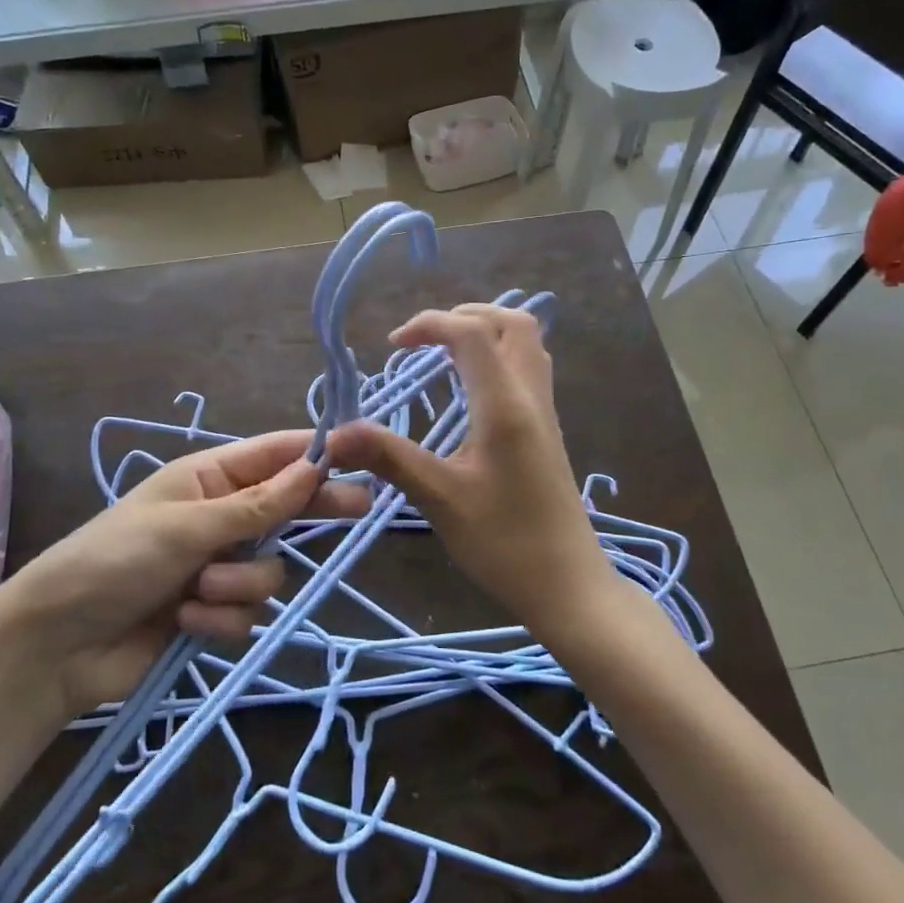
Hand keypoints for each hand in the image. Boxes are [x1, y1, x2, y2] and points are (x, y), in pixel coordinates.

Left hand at [0, 431, 366, 714]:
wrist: (57, 647)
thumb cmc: (115, 561)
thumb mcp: (188, 526)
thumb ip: (257, 505)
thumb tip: (315, 468)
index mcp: (208, 478)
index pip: (274, 456)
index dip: (316, 454)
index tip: (362, 455)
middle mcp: (219, 516)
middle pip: (285, 508)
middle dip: (311, 512)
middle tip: (360, 509)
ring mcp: (217, 564)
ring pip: (269, 569)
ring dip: (240, 583)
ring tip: (200, 590)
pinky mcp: (213, 610)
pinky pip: (248, 610)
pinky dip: (222, 616)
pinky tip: (186, 620)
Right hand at [327, 304, 611, 634]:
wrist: (568, 586)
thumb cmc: (505, 543)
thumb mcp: (441, 499)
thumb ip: (390, 458)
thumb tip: (335, 434)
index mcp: (505, 406)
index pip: (472, 333)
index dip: (430, 324)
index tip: (393, 345)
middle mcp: (531, 397)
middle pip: (512, 323)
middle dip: (465, 316)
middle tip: (425, 340)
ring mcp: (545, 412)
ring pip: (527, 344)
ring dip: (487, 333)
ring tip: (445, 352)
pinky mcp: (547, 430)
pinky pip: (529, 369)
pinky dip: (499, 356)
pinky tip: (471, 387)